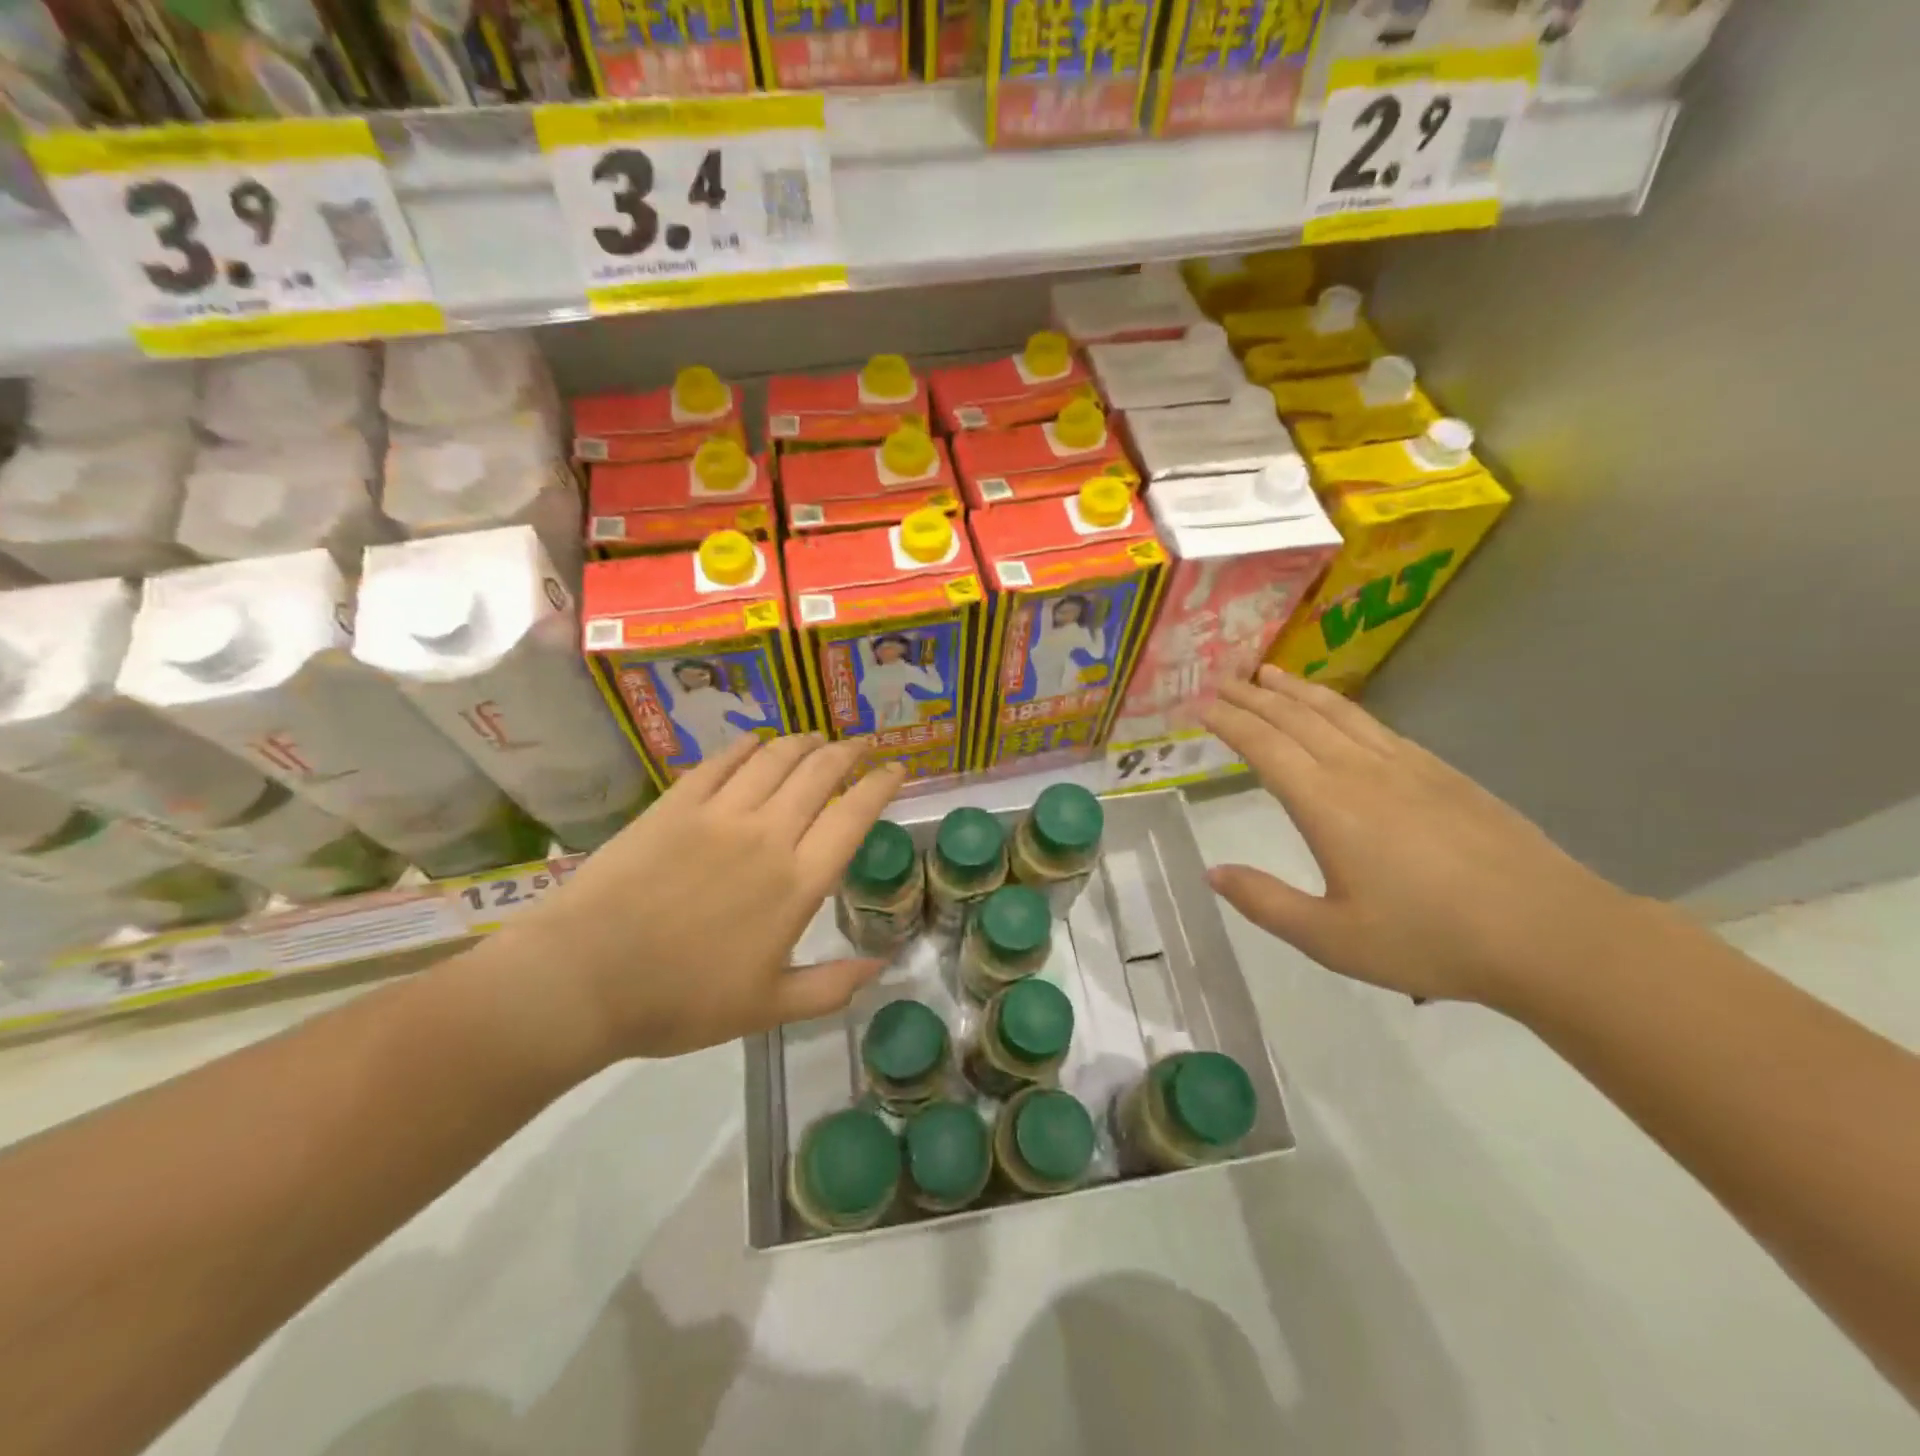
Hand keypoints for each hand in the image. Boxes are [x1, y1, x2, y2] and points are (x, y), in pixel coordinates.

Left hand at [483, 733, 903, 1060]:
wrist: (584, 979)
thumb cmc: (681, 1001)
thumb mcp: (767, 1009)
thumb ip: (830, 986)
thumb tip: (882, 967)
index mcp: (797, 883)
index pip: (853, 816)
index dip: (880, 785)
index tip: (896, 769)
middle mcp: (768, 835)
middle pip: (819, 774)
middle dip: (847, 753)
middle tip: (860, 745)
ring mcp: (719, 814)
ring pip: (774, 759)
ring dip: (803, 742)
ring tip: (817, 738)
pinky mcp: (675, 804)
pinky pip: (721, 762)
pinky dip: (745, 746)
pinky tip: (756, 742)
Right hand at [1201, 667, 1647, 1010]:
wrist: (1550, 932)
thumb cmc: (1430, 939)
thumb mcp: (1332, 938)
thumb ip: (1265, 903)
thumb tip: (1213, 873)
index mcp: (1326, 804)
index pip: (1264, 746)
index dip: (1230, 722)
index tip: (1201, 706)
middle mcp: (1360, 771)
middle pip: (1296, 718)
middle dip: (1254, 696)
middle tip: (1223, 680)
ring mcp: (1406, 766)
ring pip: (1338, 713)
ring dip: (1297, 690)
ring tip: (1270, 674)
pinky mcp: (1441, 772)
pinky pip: (1376, 725)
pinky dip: (1342, 707)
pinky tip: (1340, 711)